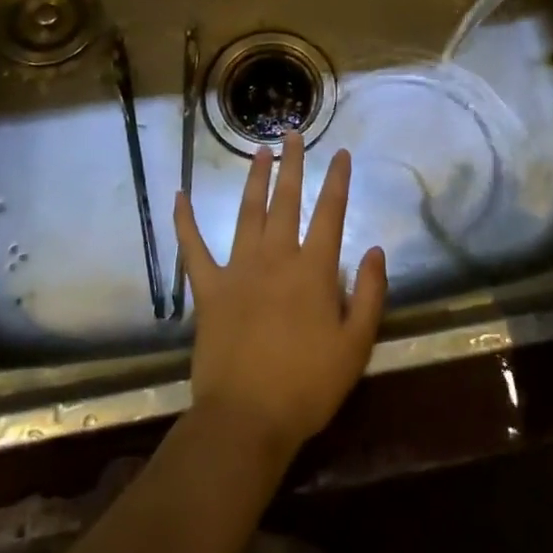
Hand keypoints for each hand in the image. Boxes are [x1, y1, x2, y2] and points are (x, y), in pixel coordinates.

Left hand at [173, 134, 388, 459]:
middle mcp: (276, 257)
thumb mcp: (355, 346)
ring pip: (248, 212)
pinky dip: (185, 221)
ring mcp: (238, 269)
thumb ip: (368, 294)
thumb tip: (374, 250)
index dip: (338, 181)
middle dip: (293, 164)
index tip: (340, 153)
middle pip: (286, 200)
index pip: (330, 213)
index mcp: (313, 269)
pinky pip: (193, 248)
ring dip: (254, 178)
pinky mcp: (208, 288)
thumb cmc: (307, 387)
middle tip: (293, 133)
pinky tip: (179, 195)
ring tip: (259, 150)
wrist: (246, 420)